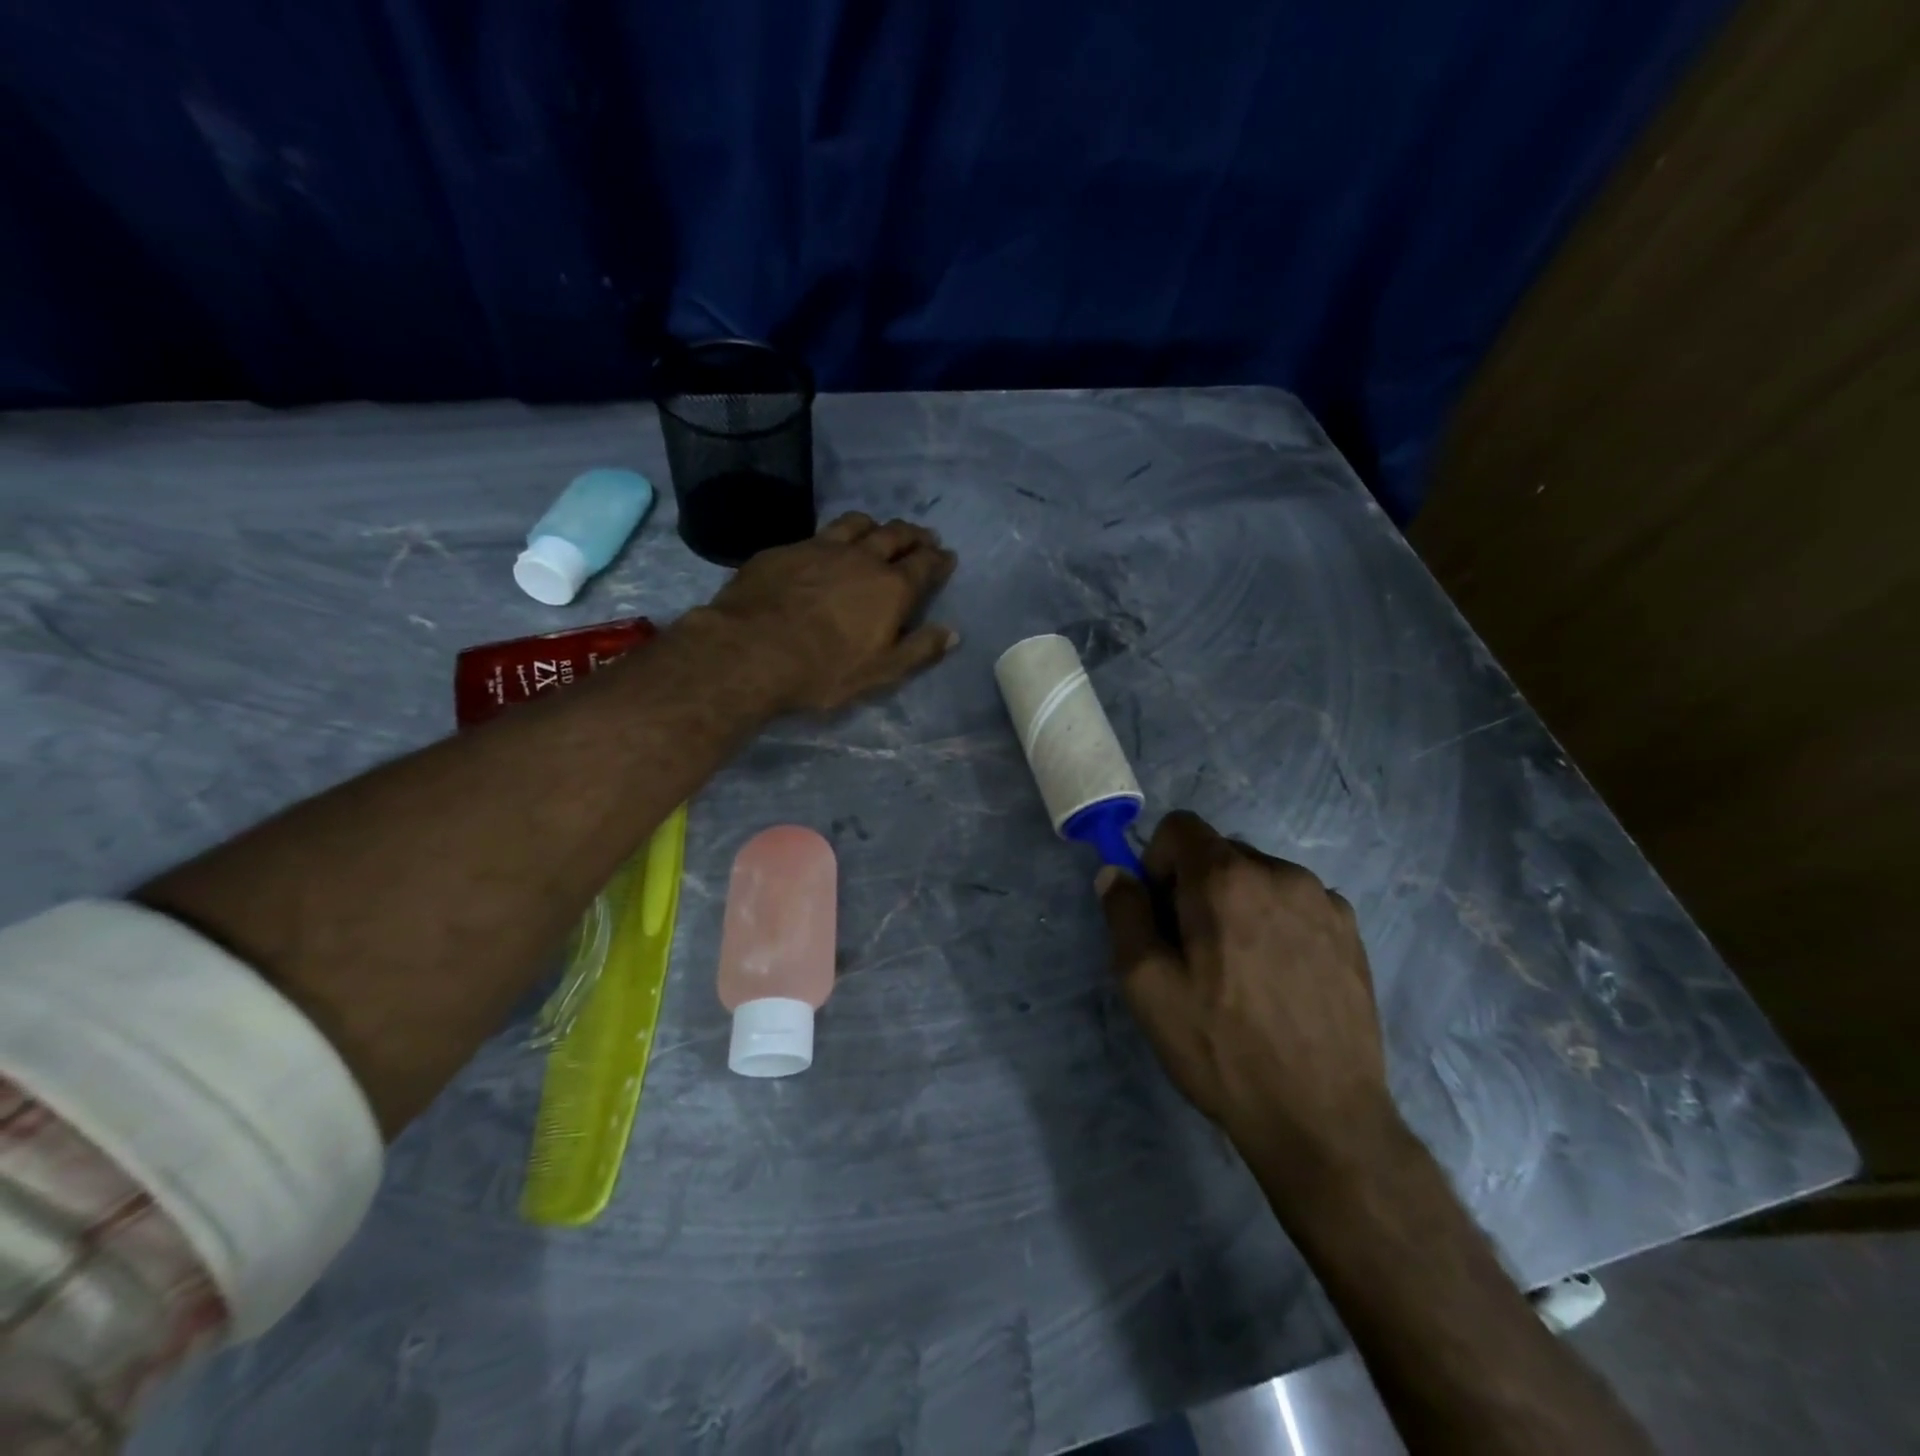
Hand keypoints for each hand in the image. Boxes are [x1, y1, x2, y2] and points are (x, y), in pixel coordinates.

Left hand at [700, 512, 958, 711]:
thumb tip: (952, 633)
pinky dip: (835, 535)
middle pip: (895, 535)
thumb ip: (919, 650)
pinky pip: (820, 532)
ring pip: (857, 524)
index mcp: (891, 588)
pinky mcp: (786, 549)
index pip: (924, 565)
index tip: (947, 556)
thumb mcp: (881, 672)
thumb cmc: (824, 670)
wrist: (751, 650)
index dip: (939, 559)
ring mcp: (821, 547)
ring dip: (875, 526)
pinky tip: (827, 545)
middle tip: (922, 536)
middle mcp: (862, 558)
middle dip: (913, 534)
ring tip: (879, 530)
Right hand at [1098, 810, 1396, 1167]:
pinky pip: (1297, 904)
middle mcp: (1279, 873)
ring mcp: (1324, 901)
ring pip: (1259, 878)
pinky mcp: (1352, 932)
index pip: (1179, 827)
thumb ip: (1124, 914)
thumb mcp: (1146, 985)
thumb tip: (1115, 873)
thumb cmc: (1220, 1048)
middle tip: (1194, 952)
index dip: (1157, 862)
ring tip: (1241, 971)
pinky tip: (1280, 980)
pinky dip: (1277, 923)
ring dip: (1238, 905)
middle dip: (1195, 887)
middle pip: (1219, 853)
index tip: (1160, 914)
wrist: (1321, 1119)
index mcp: (1226, 878)